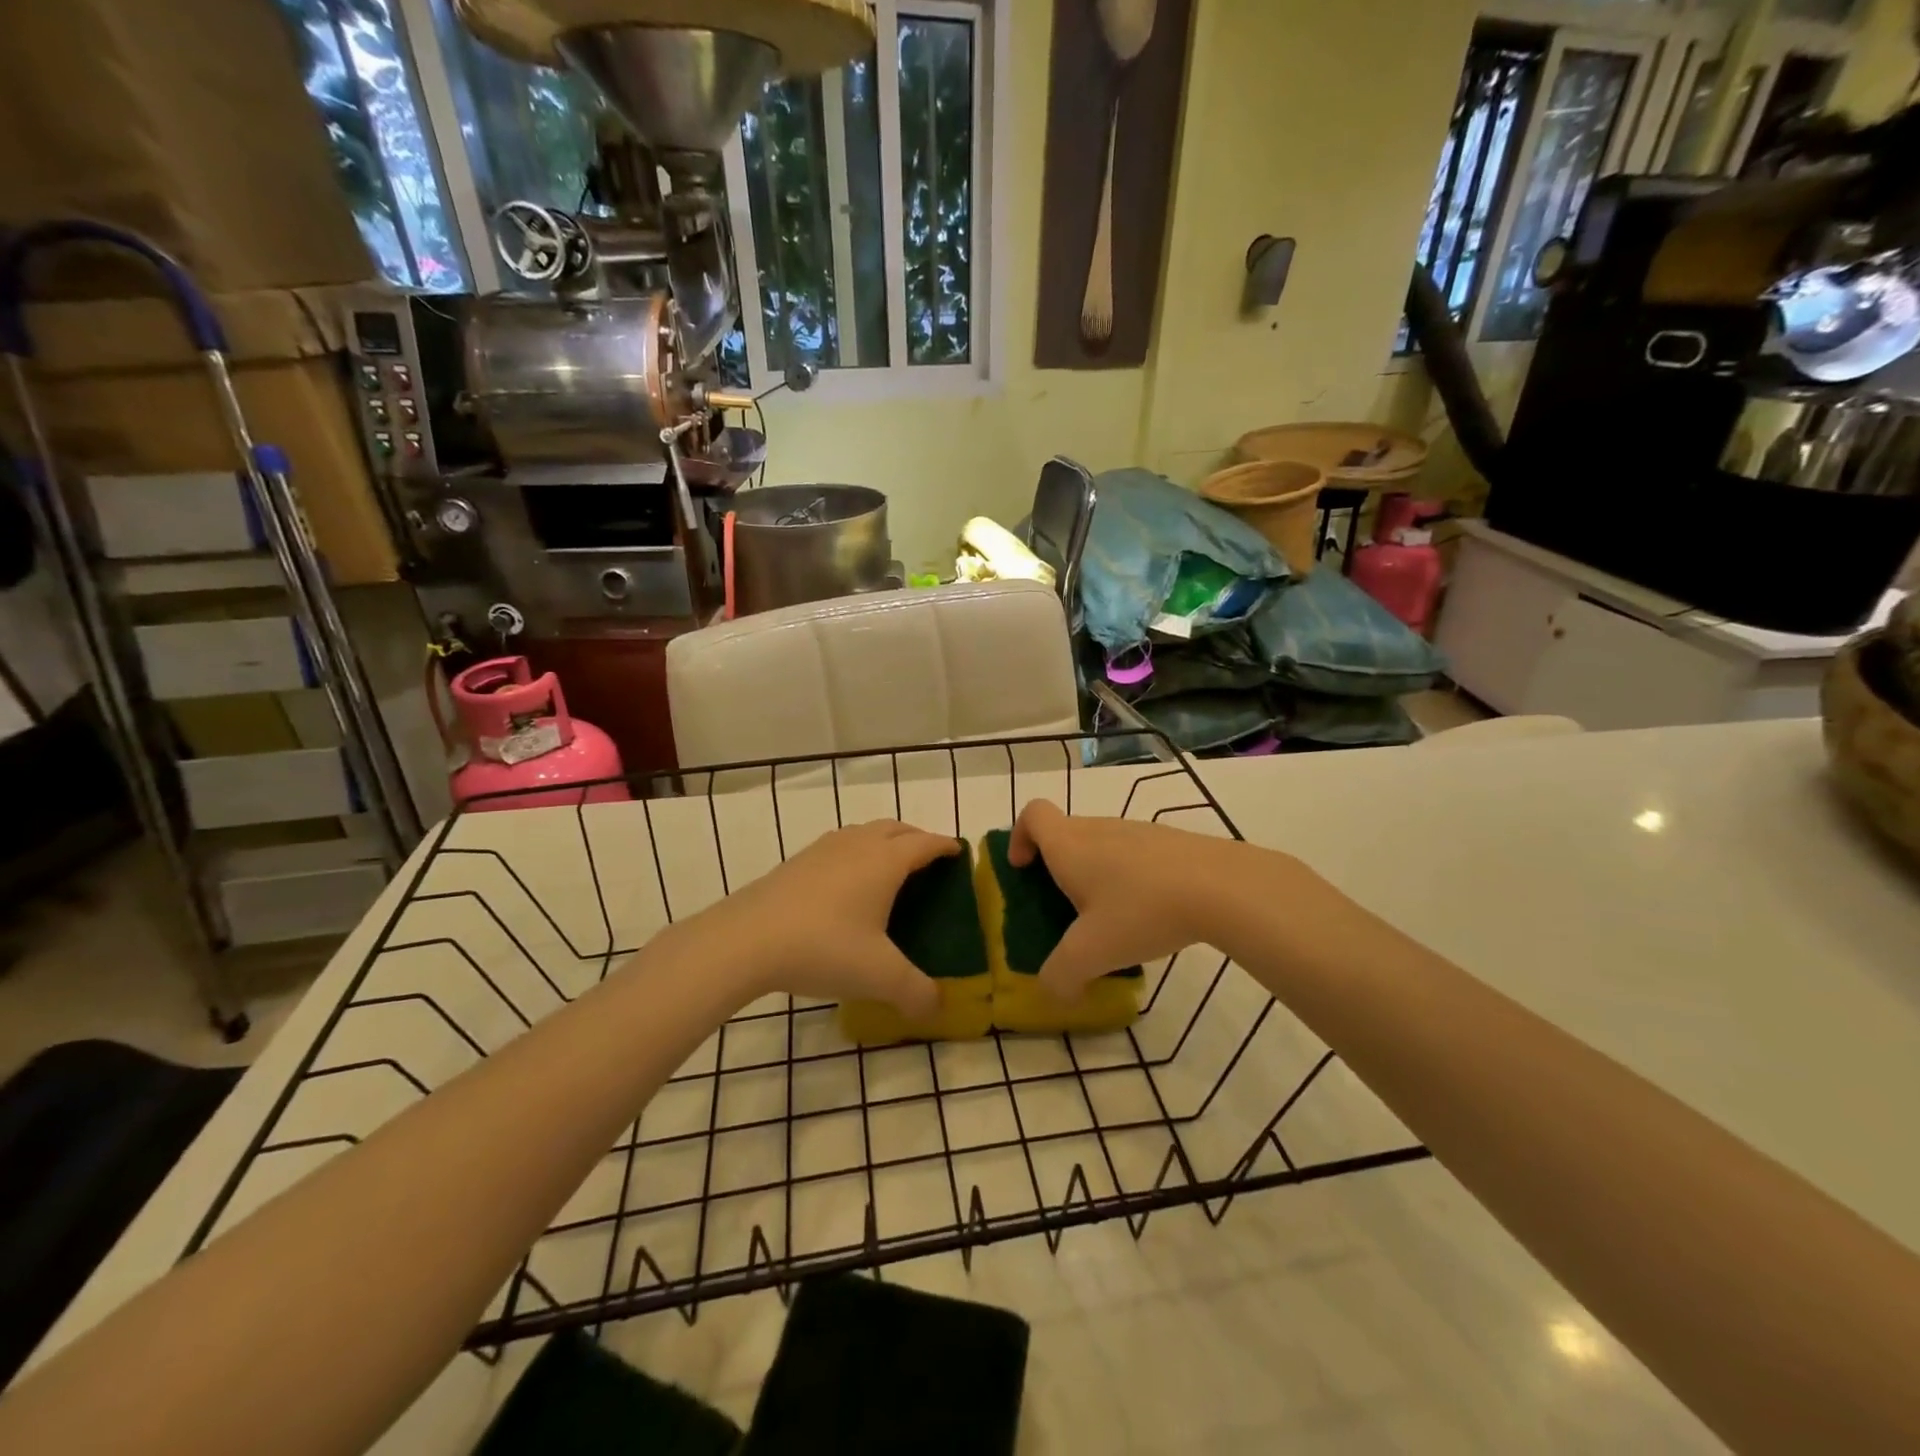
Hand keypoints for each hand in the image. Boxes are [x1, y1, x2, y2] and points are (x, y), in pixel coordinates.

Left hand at [688, 820, 959, 1017]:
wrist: (746, 940)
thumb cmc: (824, 948)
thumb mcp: (879, 976)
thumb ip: (916, 992)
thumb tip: (938, 1008)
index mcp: (885, 861)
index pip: (925, 843)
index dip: (945, 846)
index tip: (959, 853)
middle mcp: (857, 845)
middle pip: (896, 828)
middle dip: (917, 839)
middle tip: (929, 862)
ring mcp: (823, 850)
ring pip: (864, 833)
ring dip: (884, 842)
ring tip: (889, 869)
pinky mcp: (797, 862)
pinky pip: (839, 846)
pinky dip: (856, 853)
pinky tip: (846, 884)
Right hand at [1008, 799, 1248, 1002]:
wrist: (1222, 887)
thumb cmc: (1141, 910)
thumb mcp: (1092, 954)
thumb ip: (1061, 975)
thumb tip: (1054, 990)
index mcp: (1070, 845)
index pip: (1033, 814)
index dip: (1020, 837)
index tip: (1024, 869)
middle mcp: (1099, 829)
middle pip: (1065, 832)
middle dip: (1056, 867)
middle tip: (1065, 908)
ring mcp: (1138, 831)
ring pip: (1101, 844)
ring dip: (1095, 873)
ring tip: (1110, 918)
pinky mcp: (1170, 842)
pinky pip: (1134, 854)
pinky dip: (1129, 878)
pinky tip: (1149, 914)